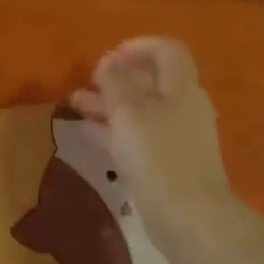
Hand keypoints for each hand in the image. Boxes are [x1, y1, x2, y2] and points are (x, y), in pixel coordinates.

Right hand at [69, 37, 235, 245]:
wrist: (187, 215)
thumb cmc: (158, 156)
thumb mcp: (129, 112)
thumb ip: (115, 82)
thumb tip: (108, 62)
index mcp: (181, 88)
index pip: (167, 51)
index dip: (138, 47)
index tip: (108, 56)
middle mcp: (183, 108)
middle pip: (151, 82)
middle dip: (116, 78)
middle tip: (86, 82)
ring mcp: (176, 138)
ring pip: (140, 111)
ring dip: (109, 104)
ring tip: (75, 104)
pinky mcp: (167, 164)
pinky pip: (138, 137)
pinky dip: (114, 130)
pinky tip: (89, 132)